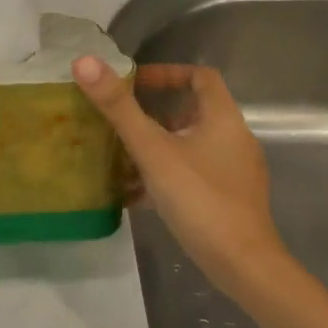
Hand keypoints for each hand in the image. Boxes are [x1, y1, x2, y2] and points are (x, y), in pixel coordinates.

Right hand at [73, 57, 286, 290]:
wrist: (243, 266)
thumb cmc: (199, 198)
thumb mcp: (152, 150)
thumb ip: (119, 108)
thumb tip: (84, 61)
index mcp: (224, 119)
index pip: (200, 77)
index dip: (167, 73)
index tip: (134, 83)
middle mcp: (234, 140)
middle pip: (192, 112)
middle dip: (153, 114)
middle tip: (119, 120)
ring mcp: (234, 172)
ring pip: (189, 145)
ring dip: (156, 146)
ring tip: (119, 157)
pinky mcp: (228, 199)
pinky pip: (191, 174)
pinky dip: (164, 174)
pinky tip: (135, 194)